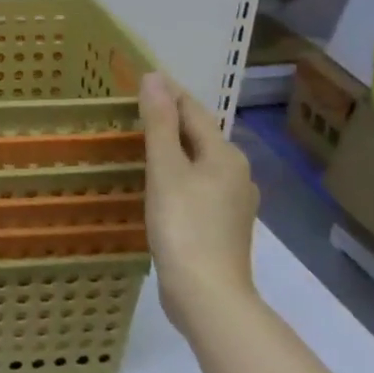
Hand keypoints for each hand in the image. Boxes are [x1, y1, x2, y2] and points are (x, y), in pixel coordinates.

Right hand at [140, 71, 260, 336]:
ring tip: (143, 145)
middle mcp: (237, 174)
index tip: (142, 80)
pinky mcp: (223, 226)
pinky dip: (179, 176)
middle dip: (171, 120)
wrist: (208, 295)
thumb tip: (155, 77)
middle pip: (200, 136)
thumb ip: (159, 122)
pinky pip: (199, 187)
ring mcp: (233, 203)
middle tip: (136, 110)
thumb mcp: (165, 169)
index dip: (169, 94)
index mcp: (225, 155)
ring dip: (175, 150)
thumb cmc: (184, 225)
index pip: (194, 111)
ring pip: (200, 163)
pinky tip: (160, 186)